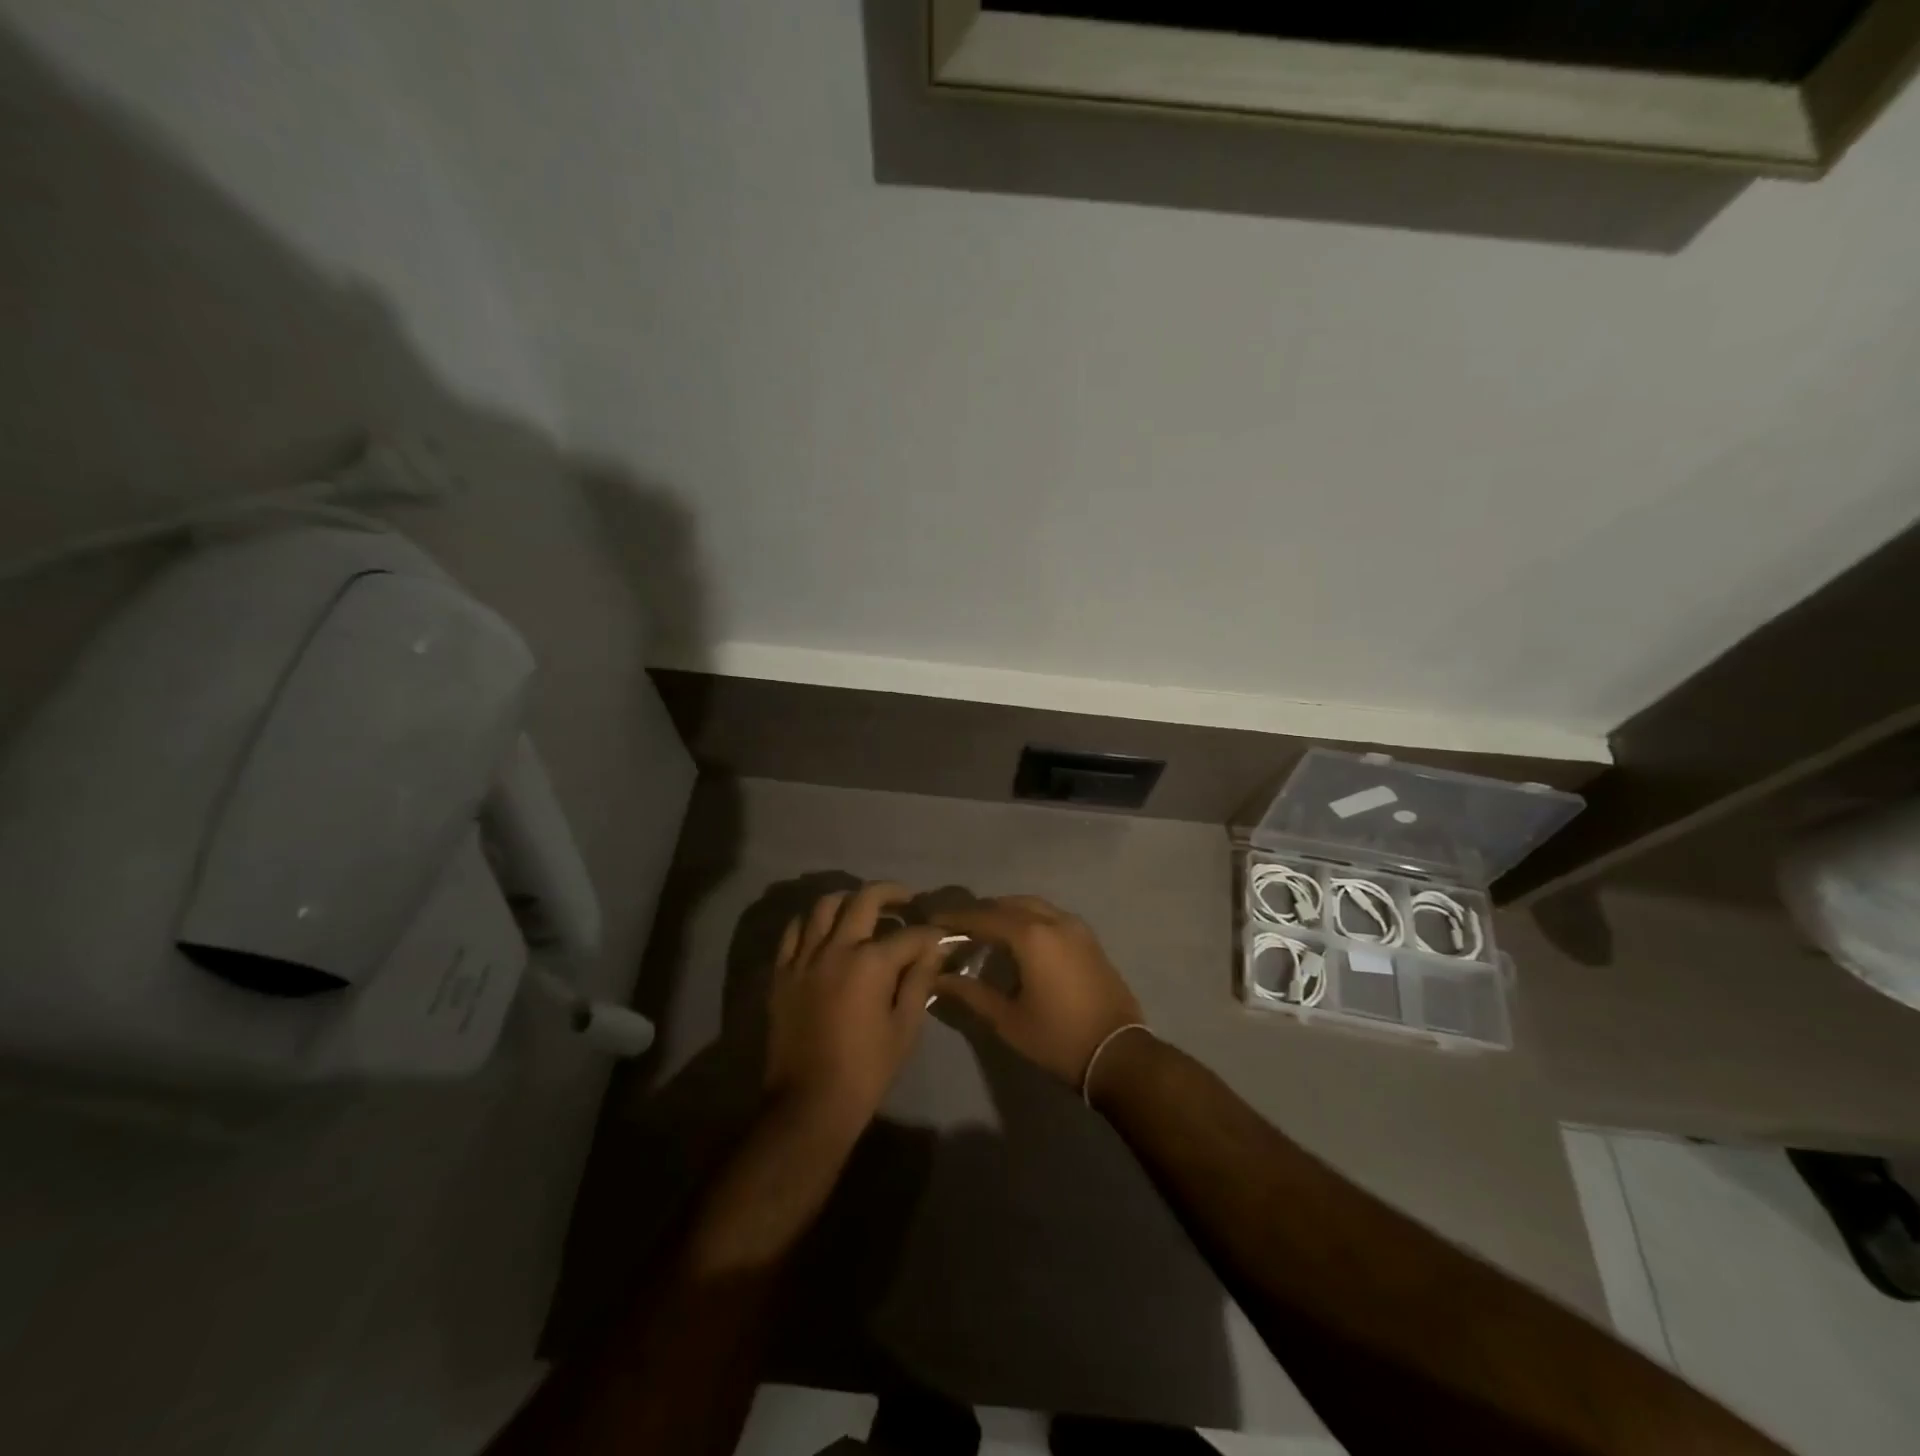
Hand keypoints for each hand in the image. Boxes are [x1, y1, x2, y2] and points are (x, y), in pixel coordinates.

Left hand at [765, 882, 945, 1138]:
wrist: (808, 1104)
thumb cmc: (866, 1070)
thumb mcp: (904, 1028)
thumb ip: (919, 981)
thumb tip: (934, 949)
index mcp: (871, 963)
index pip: (910, 934)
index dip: (931, 934)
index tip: (941, 937)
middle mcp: (836, 948)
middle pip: (865, 899)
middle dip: (892, 893)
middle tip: (906, 900)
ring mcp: (804, 957)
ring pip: (825, 905)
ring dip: (849, 899)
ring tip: (863, 909)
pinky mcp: (782, 972)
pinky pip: (795, 931)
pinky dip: (812, 921)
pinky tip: (825, 930)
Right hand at [929, 895, 1144, 1088]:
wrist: (1118, 1053)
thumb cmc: (1058, 1038)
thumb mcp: (1007, 1020)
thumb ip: (971, 994)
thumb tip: (938, 979)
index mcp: (1031, 936)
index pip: (984, 917)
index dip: (956, 918)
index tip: (933, 921)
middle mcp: (1054, 921)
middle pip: (1008, 904)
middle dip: (980, 912)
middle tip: (956, 926)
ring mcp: (1076, 927)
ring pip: (1032, 905)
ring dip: (1005, 912)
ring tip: (984, 929)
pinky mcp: (1089, 939)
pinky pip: (1050, 915)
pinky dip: (1028, 918)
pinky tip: (1018, 938)